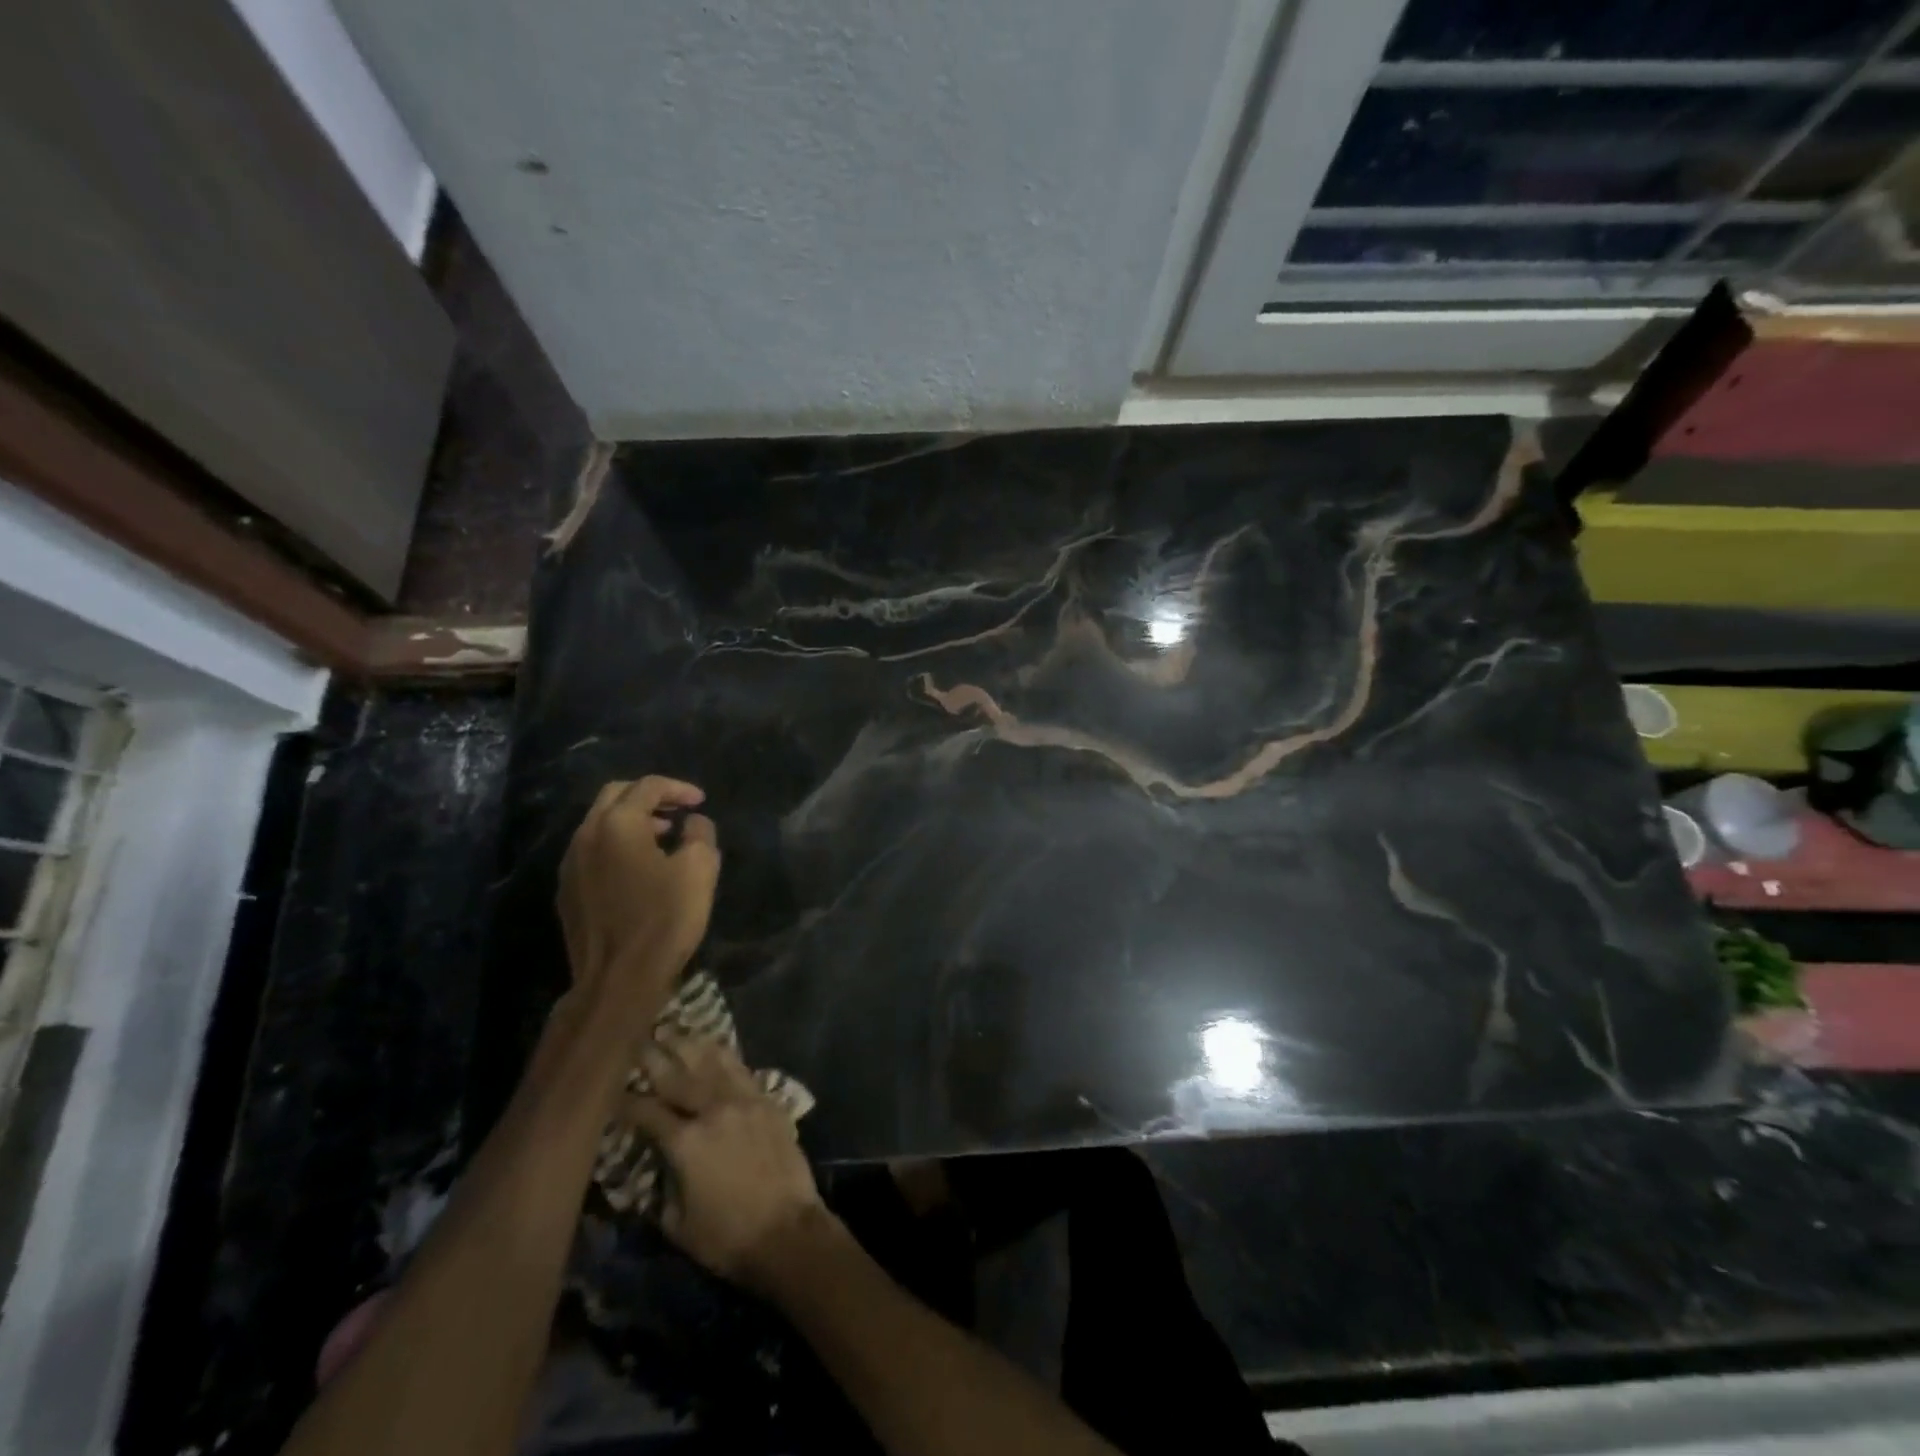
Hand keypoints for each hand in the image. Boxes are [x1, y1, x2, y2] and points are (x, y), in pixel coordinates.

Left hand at [558, 777, 719, 1018]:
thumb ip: (700, 834)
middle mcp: (585, 836)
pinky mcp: (567, 892)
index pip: (648, 786)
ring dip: (632, 822)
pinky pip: (592, 851)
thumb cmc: (664, 919)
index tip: (700, 802)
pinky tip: (639, 869)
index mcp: (617, 824)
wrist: (617, 981)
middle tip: (677, 811)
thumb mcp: (699, 870)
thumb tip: (693, 822)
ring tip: (663, 837)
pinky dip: (617, 846)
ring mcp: (570, 865)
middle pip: (615, 796)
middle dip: (649, 797)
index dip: (678, 788)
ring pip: (600, 824)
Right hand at [626, 1031, 830, 1293]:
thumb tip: (655, 1165)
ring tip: (671, 1028)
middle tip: (635, 1037)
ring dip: (689, 1044)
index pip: (647, 1112)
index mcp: (686, 1142)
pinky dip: (723, 1055)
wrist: (787, 1230)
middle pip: (678, 1075)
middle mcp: (713, 1110)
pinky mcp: (767, 1100)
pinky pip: (741, 1069)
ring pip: (712, 1062)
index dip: (625, 1101)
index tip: (608, 1090)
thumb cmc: (727, 1237)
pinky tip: (713, 1045)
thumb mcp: (677, 1223)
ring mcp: (744, 1100)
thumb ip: (662, 1186)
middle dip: (653, 1056)